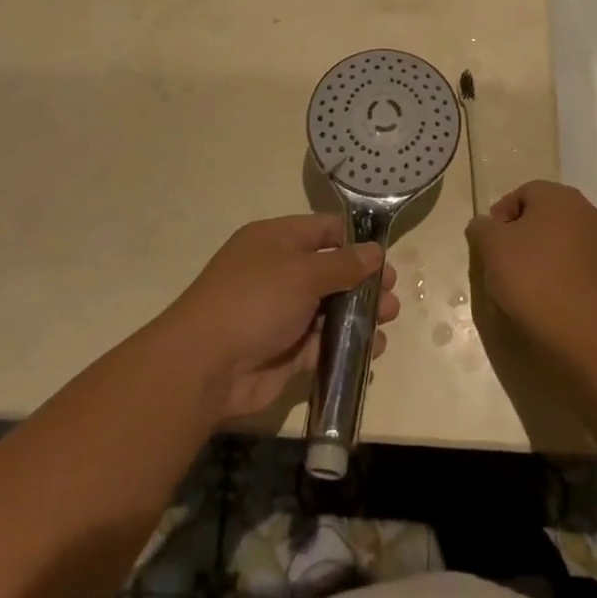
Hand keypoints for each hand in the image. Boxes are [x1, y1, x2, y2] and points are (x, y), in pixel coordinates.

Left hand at [163, 215, 399, 421]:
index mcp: (276, 240)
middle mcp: (280, 272)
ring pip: (330, 309)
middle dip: (364, 282)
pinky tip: (372, 350)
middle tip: (391, 295)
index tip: (384, 258)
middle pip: (331, 271)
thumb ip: (343, 264)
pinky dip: (346, 345)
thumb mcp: (302, 273)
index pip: (324, 231)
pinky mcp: (286, 351)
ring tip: (387, 321)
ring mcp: (282, 313)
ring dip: (360, 315)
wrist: (205, 366)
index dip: (355, 241)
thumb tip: (375, 252)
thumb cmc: (255, 301)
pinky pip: (323, 343)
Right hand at [468, 180, 596, 340]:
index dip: (500, 216)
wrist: (576, 324)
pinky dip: (557, 270)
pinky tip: (543, 291)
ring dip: (540, 251)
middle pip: (543, 215)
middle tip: (501, 258)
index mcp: (558, 195)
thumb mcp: (490, 244)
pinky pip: (573, 261)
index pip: (522, 194)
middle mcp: (585, 210)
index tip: (488, 242)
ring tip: (520, 279)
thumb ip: (481, 227)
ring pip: (560, 238)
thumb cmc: (529, 272)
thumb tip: (484, 226)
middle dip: (521, 233)